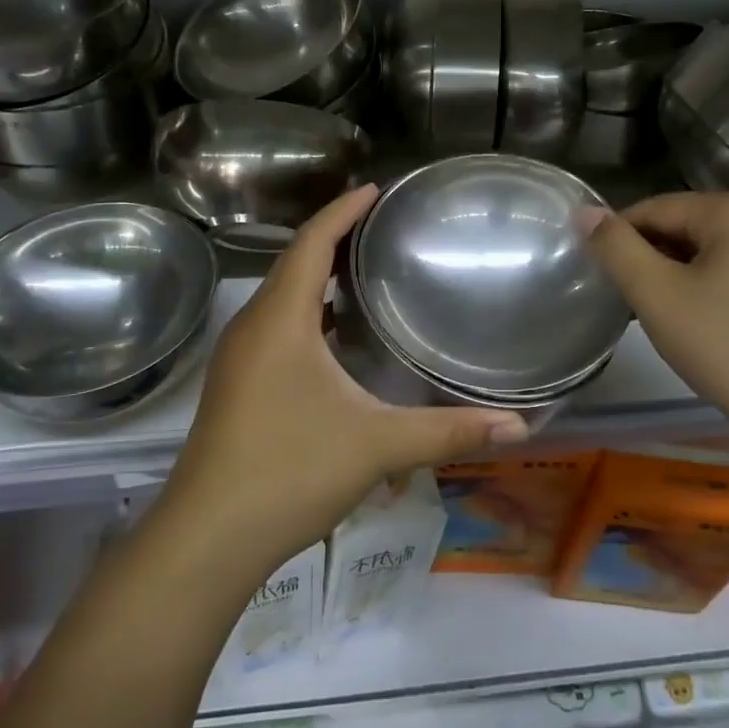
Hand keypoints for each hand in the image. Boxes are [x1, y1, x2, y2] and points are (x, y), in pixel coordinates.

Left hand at [161, 185, 527, 578]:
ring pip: (280, 298)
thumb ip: (449, 431)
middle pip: (292, 263)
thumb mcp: (377, 446)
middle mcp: (252, 328)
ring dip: (317, 277)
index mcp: (281, 321)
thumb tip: (520, 427)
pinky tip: (334, 337)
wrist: (208, 538)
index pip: (311, 244)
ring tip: (363, 272)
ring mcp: (238, 358)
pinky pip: (274, 327)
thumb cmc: (290, 472)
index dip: (342, 211)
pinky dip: (306, 313)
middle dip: (333, 238)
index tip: (374, 189)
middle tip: (380, 227)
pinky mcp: (236, 386)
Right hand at [585, 190, 728, 450]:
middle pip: (687, 224)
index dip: (619, 237)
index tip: (598, 272)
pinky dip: (709, 283)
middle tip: (628, 298)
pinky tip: (698, 317)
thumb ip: (615, 247)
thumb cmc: (726, 345)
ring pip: (711, 248)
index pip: (657, 208)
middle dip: (651, 256)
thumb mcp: (656, 294)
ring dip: (677, 272)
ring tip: (659, 311)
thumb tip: (585, 211)